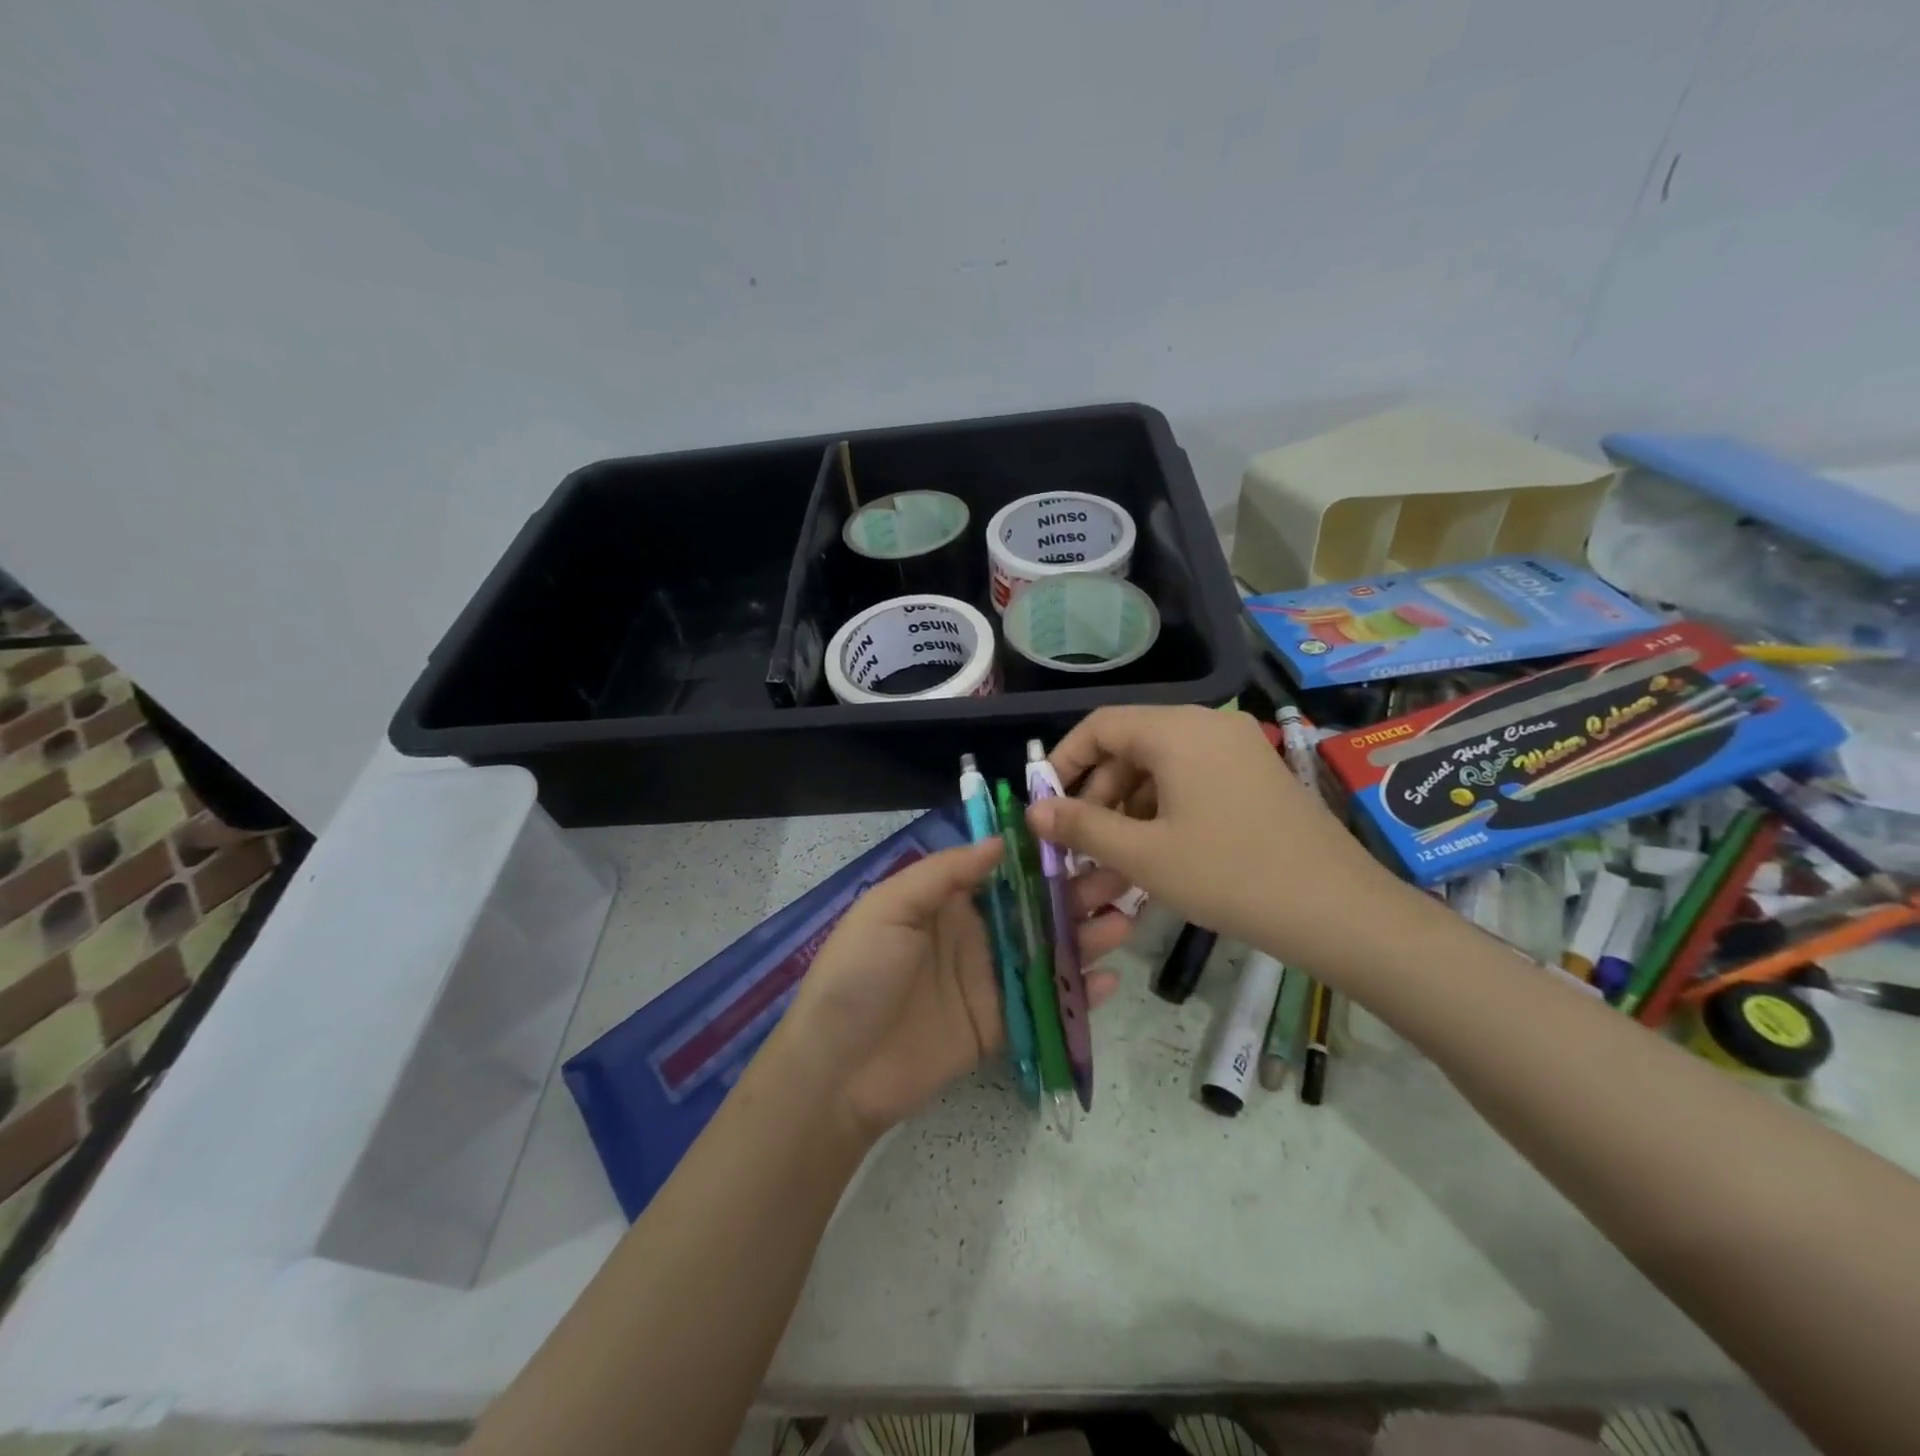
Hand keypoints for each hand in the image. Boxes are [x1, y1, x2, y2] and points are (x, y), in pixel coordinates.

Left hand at [779, 840, 1135, 1138]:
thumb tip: (1000, 842)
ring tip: (1126, 920)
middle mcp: (974, 934)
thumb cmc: (859, 974)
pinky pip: (1044, 1004)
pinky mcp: (998, 1025)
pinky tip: (1109, 981)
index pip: (1003, 869)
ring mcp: (989, 981)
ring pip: (1048, 952)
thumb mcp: (889, 908)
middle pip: (1034, 908)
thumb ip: (944, 873)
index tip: (1082, 834)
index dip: (1040, 854)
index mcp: (946, 901)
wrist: (837, 1069)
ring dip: (1086, 936)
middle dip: (1076, 891)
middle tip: (1122, 876)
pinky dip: (1077, 995)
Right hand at [1025, 705, 1408, 975]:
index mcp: (1177, 730)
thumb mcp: (1144, 854)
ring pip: (1159, 770)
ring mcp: (1236, 749)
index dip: (1063, 762)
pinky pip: (1190, 782)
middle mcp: (1206, 726)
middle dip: (1096, 796)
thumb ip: (1082, 826)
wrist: (1339, 910)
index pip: (1099, 726)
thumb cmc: (1230, 876)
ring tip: (1112, 863)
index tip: (1044, 804)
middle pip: (1129, 747)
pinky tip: (1155, 857)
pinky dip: (1162, 813)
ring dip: (1127, 812)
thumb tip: (1034, 810)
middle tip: (1080, 845)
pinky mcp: (1254, 776)